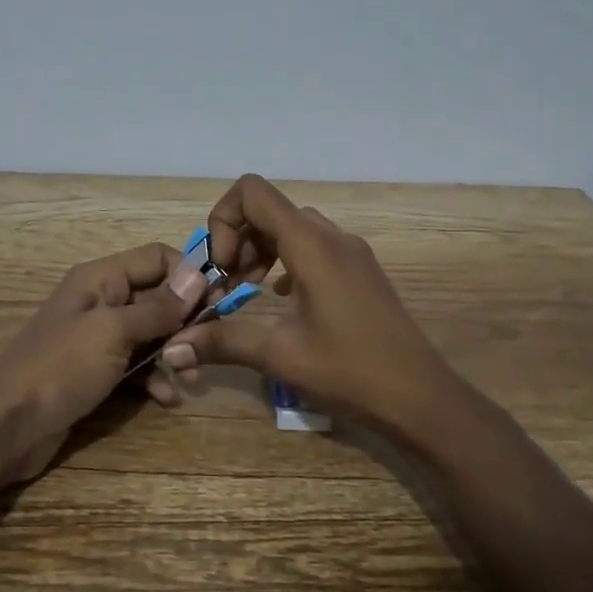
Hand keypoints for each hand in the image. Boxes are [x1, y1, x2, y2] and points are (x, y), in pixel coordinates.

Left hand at [0, 242, 210, 484]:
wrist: (4, 426)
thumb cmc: (60, 368)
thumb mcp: (113, 332)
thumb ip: (157, 307)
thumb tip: (199, 275)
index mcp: (101, 279)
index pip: (157, 257)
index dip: (189, 275)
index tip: (217, 303)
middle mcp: (101, 301)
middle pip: (157, 296)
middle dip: (185, 320)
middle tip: (205, 347)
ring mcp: (97, 339)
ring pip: (150, 334)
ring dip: (172, 353)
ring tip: (187, 378)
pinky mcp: (95, 372)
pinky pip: (134, 366)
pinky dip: (152, 378)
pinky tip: (164, 399)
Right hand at [162, 175, 462, 428]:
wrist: (420, 398)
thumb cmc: (349, 370)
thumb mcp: (279, 354)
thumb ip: (222, 341)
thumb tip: (172, 349)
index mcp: (310, 244)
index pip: (252, 192)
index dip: (223, 220)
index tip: (221, 268)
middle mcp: (331, 236)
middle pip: (269, 210)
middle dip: (237, 241)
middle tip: (225, 286)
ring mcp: (350, 252)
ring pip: (291, 229)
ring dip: (259, 251)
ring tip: (246, 294)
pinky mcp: (359, 271)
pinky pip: (312, 247)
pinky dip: (284, 262)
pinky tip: (279, 300)